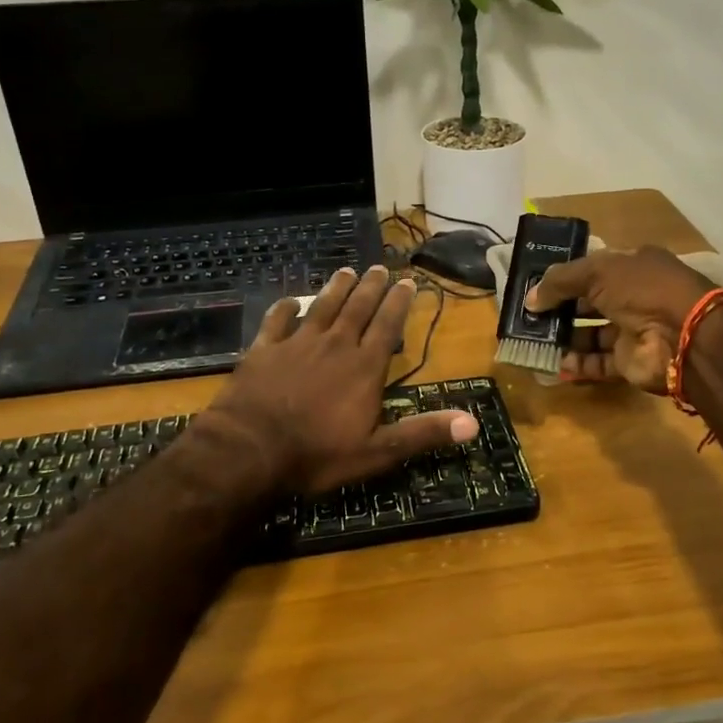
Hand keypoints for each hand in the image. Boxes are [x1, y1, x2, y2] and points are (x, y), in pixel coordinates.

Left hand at [203, 266, 478, 492]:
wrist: (249, 449)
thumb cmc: (317, 454)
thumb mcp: (377, 452)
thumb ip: (423, 433)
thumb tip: (473, 424)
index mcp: (364, 367)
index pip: (388, 326)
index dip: (399, 302)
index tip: (408, 281)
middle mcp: (335, 345)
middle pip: (357, 308)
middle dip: (371, 287)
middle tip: (380, 267)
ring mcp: (296, 343)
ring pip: (322, 307)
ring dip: (336, 288)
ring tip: (347, 271)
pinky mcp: (264, 349)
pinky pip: (276, 320)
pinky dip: (285, 307)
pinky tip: (290, 301)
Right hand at [523, 247, 713, 392]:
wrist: (683, 335)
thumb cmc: (642, 289)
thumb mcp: (597, 272)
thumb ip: (560, 282)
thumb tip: (530, 300)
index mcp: (631, 266)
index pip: (591, 269)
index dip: (564, 277)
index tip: (534, 287)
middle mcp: (632, 296)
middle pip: (587, 303)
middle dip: (558, 310)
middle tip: (527, 317)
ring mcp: (631, 330)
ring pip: (590, 334)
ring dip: (562, 337)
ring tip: (532, 340)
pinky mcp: (629, 361)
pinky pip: (596, 362)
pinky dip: (575, 363)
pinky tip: (551, 362)